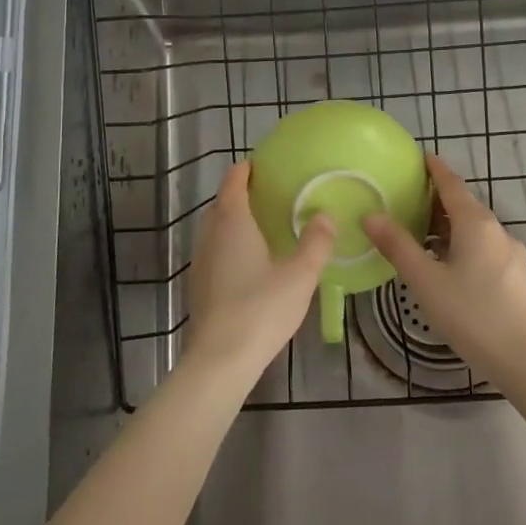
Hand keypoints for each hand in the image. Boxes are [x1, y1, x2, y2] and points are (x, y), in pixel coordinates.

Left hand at [183, 162, 335, 382]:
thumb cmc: (261, 309)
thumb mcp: (300, 275)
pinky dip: (229, 245)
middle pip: (221, 204)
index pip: (233, 183)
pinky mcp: (199, 286)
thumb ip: (316, 243)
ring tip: (261, 226)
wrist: (220, 359)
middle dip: (240, 195)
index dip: (245, 170)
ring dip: (233, 221)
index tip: (261, 164)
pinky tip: (249, 262)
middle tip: (269, 195)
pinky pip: (214, 252)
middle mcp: (211, 236)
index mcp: (233, 224)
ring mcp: (200, 262)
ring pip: (215, 230)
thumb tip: (326, 215)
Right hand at [363, 153, 525, 375]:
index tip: (421, 157)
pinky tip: (450, 268)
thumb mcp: (426, 281)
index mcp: (476, 224)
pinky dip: (464, 246)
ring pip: (476, 230)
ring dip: (450, 227)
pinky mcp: (517, 278)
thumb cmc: (471, 314)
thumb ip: (397, 246)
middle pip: (465, 206)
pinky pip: (486, 249)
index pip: (452, 184)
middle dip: (439, 200)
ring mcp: (512, 255)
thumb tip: (370, 215)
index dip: (436, 169)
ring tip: (423, 237)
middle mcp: (497, 232)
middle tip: (410, 201)